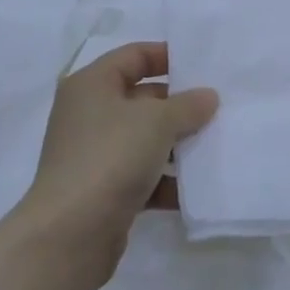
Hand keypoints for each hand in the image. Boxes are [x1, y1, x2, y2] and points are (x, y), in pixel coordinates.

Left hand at [16, 43, 216, 282]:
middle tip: (219, 108)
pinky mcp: (104, 190)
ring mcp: (96, 154)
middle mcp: (89, 114)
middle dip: (180, 105)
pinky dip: (167, 180)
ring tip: (217, 145)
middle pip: (142, 98)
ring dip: (178, 144)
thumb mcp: (157, 121)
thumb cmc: (110, 157)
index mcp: (92, 85)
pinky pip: (144, 175)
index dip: (168, 56)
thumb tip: (208, 97)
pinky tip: (197, 188)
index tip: (204, 66)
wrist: (70, 233)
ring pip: (146, 139)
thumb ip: (188, 105)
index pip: (134, 56)